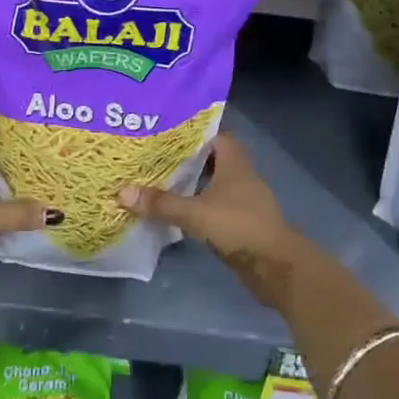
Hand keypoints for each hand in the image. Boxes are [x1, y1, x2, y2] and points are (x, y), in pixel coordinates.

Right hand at [119, 133, 305, 309]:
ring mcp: (243, 201)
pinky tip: (176, 210)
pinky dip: (198, 205)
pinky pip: (215, 206)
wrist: (276, 267)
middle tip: (155, 156)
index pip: (215, 136)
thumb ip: (161, 203)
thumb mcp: (195, 213)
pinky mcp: (241, 223)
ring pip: (213, 184)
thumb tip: (122, 192)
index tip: (166, 132)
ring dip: (192, 183)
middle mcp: (241, 177)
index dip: (193, 132)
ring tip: (159, 180)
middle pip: (212, 159)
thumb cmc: (239, 226)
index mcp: (235, 163)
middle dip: (186, 158)